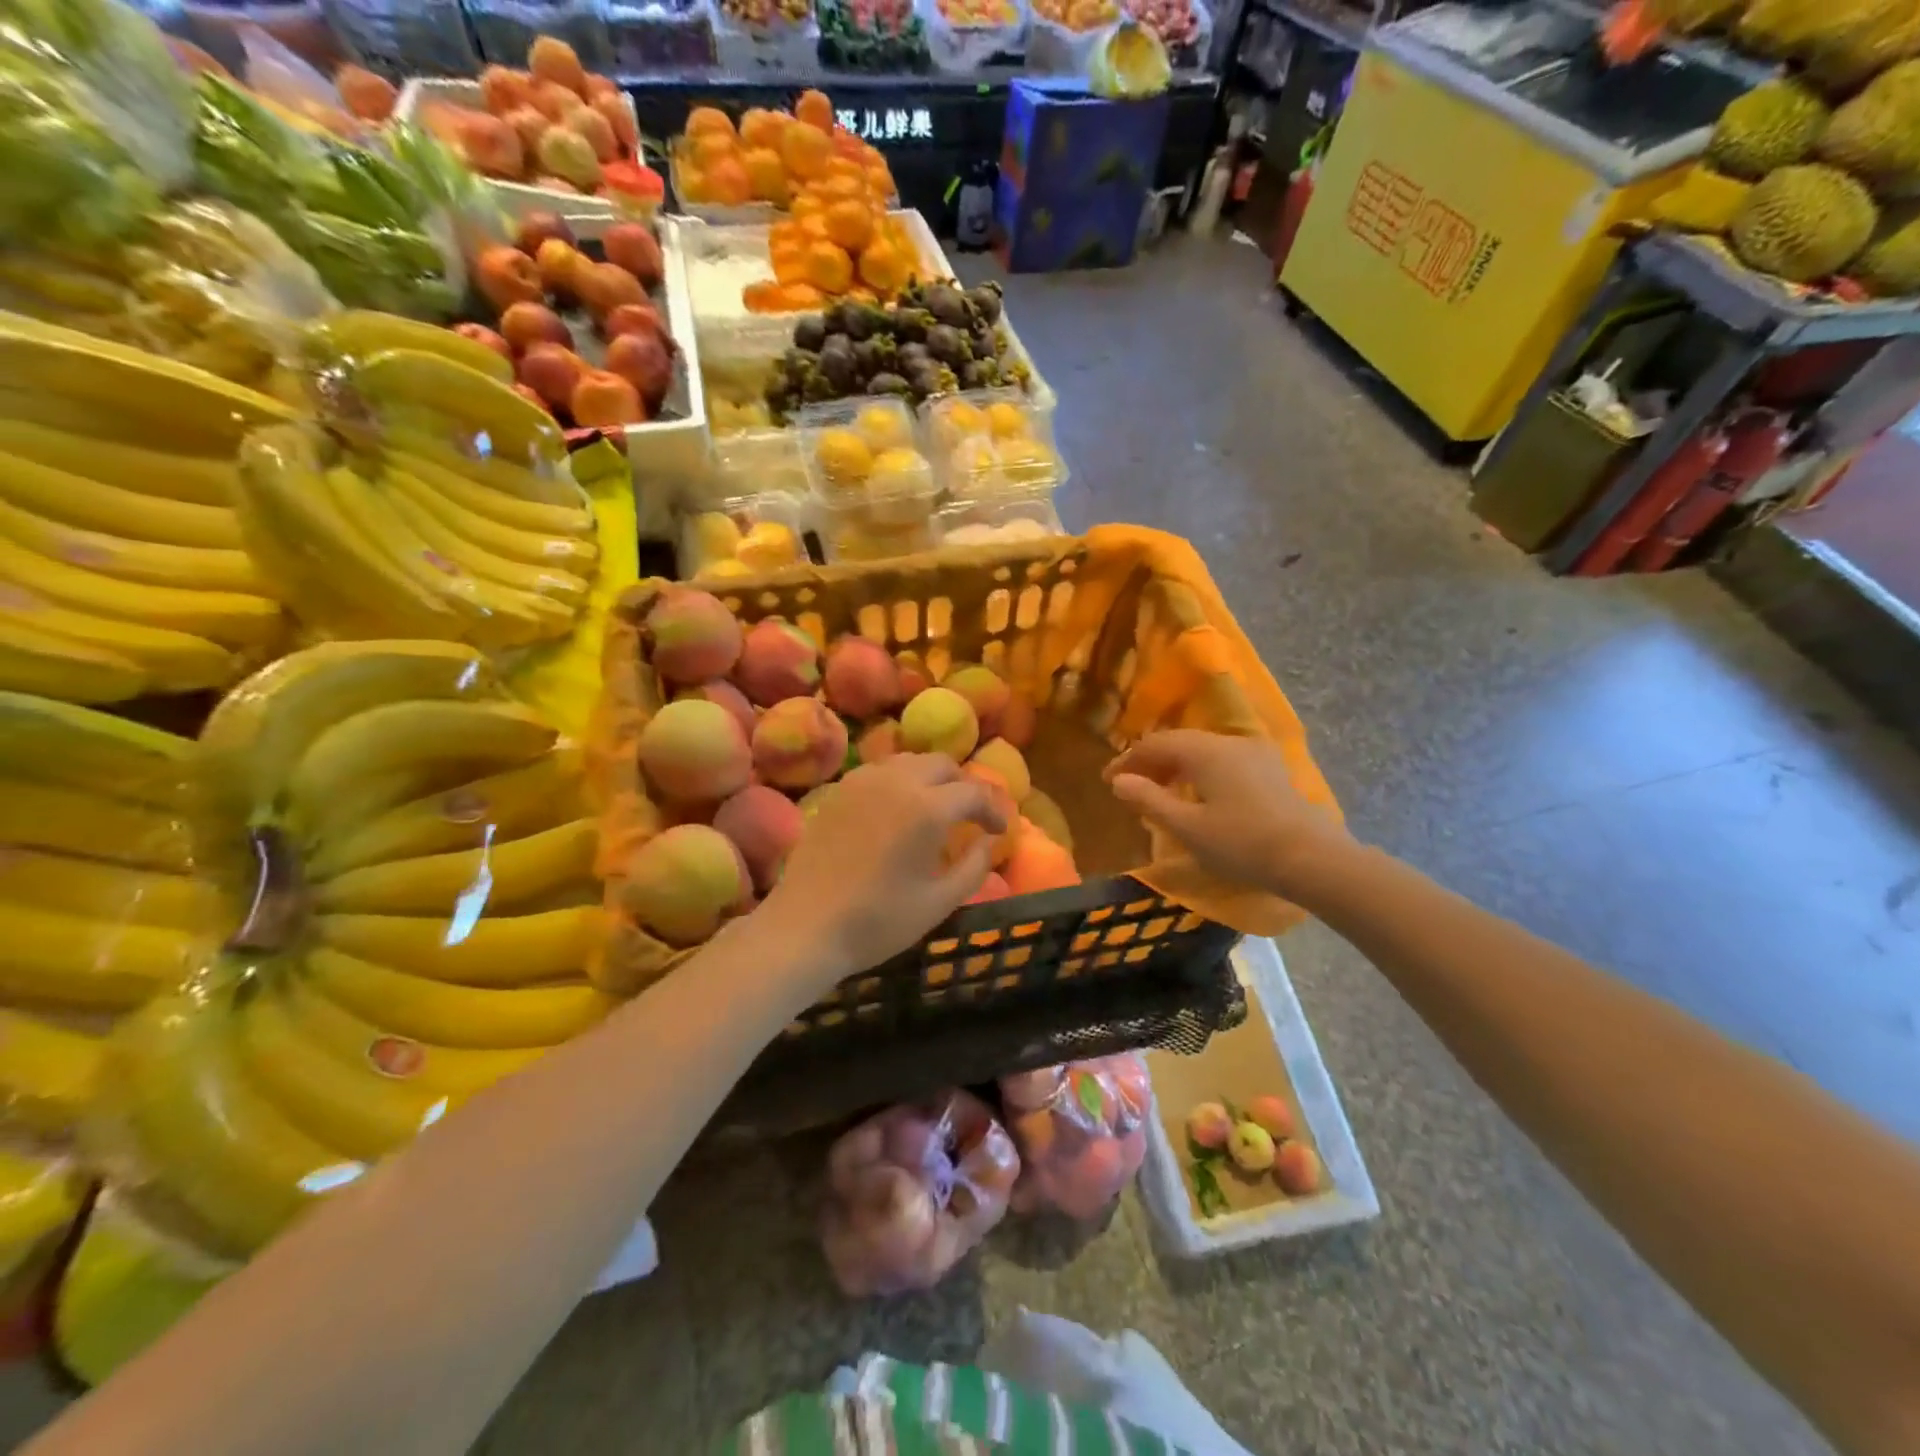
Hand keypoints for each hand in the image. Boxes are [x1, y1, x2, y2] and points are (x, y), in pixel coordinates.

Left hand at [762, 754, 1006, 983]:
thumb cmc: (878, 921)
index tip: (999, 831)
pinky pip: (880, 770)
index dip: (993, 810)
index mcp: (927, 808)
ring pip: (910, 761)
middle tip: (970, 816)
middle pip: (942, 764)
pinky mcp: (839, 790)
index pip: (974, 792)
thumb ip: (974, 867)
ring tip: (936, 808)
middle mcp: (897, 782)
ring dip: (931, 778)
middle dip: (963, 786)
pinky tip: (899, 809)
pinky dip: (900, 780)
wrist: (806, 927)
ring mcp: (863, 782)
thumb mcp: (939, 902)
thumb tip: (988, 842)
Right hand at [1104, 730, 1351, 900]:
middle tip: (1131, 785)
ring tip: (1160, 790)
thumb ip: (1150, 800)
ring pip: (1202, 749)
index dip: (1127, 761)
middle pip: (1179, 742)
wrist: (1310, 858)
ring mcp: (1253, 752)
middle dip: (1151, 761)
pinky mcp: (1269, 768)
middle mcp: (1227, 741)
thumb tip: (1119, 781)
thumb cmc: (1241, 843)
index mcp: (1203, 751)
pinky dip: (1200, 770)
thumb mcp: (1187, 827)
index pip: (1154, 745)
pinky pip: (1222, 758)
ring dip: (1176, 765)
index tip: (1108, 781)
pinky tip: (1198, 793)